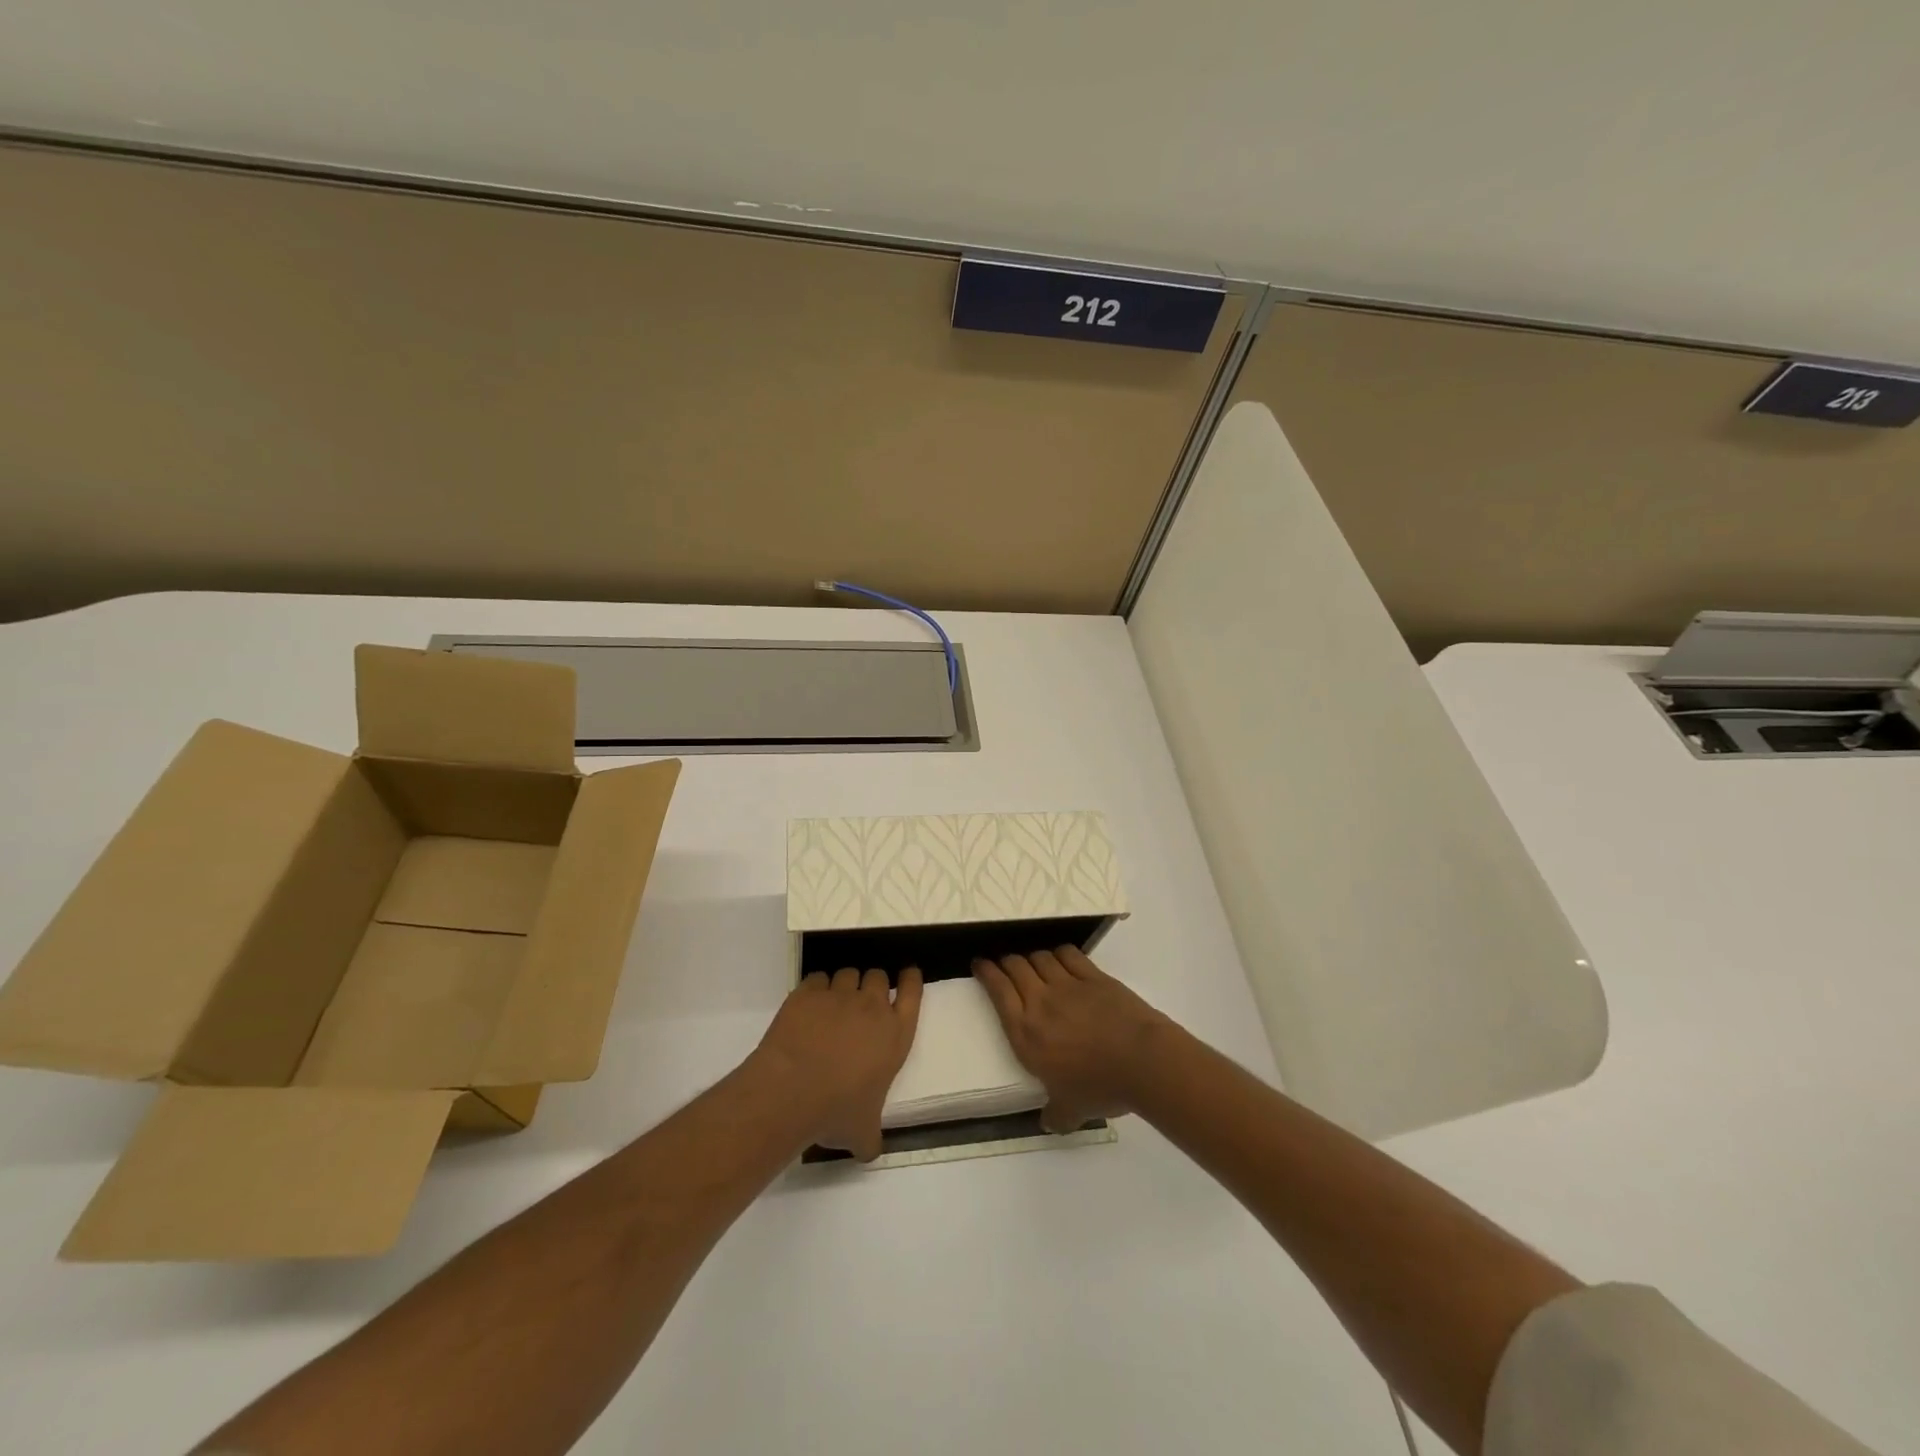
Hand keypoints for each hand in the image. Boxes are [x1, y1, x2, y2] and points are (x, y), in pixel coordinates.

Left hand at [753, 967, 922, 1159]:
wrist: (790, 1091)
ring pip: (848, 973)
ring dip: (844, 985)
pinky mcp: (808, 992)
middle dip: (872, 984)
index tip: (907, 974)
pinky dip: (816, 989)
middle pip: (878, 976)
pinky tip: (809, 1006)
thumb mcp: (863, 1133)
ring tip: (833, 1004)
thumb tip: (869, 1151)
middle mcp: (871, 1007)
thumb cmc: (836, 1111)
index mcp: (895, 1035)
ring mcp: (839, 996)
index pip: (912, 993)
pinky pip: (817, 978)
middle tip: (861, 1002)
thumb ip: (871, 1137)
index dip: (910, 980)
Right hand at [974, 946, 1173, 1132]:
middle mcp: (1040, 1002)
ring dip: (1032, 956)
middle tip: (1004, 962)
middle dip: (1006, 960)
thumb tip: (1049, 1123)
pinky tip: (1061, 957)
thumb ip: (1055, 1114)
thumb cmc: (1100, 1087)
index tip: (980, 964)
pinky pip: (1069, 955)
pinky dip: (1060, 953)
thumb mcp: (1071, 1110)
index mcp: (1026, 1033)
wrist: (1142, 1062)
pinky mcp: (1093, 977)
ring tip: (1032, 961)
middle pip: (1015, 967)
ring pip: (1040, 957)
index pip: (998, 991)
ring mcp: (1068, 985)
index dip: (986, 972)